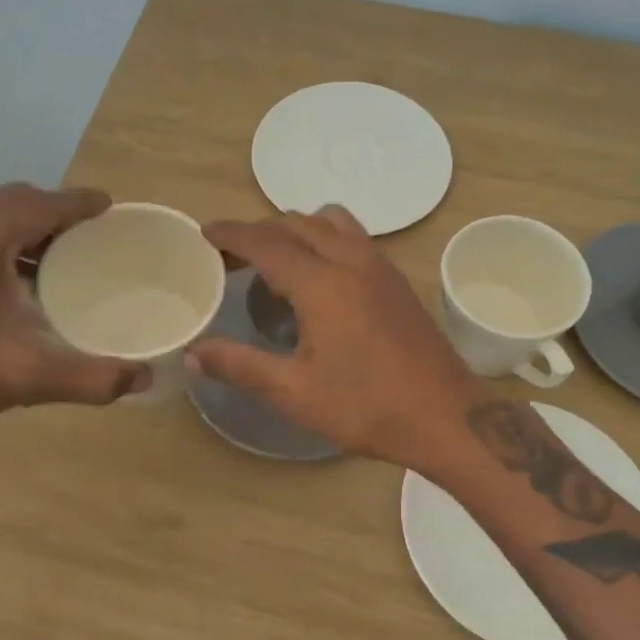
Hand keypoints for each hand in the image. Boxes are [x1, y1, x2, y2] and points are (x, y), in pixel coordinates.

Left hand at [0, 184, 146, 440]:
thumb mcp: (23, 375)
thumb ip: (89, 376)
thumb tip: (145, 379)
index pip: (42, 202)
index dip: (80, 203)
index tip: (110, 206)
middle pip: (14, 202)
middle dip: (54, 212)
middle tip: (90, 236)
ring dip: (25, 230)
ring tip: (59, 260)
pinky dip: (0, 246)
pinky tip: (11, 286)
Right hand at [191, 208, 487, 470]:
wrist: (447, 416)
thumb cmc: (367, 407)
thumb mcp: (294, 393)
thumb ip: (239, 367)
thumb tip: (192, 354)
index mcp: (322, 283)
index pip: (266, 241)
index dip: (231, 234)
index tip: (205, 234)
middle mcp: (352, 261)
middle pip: (296, 224)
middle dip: (259, 232)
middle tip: (232, 257)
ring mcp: (380, 267)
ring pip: (331, 223)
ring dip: (297, 230)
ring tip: (276, 262)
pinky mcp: (398, 281)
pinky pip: (354, 238)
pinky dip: (325, 240)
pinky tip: (321, 278)